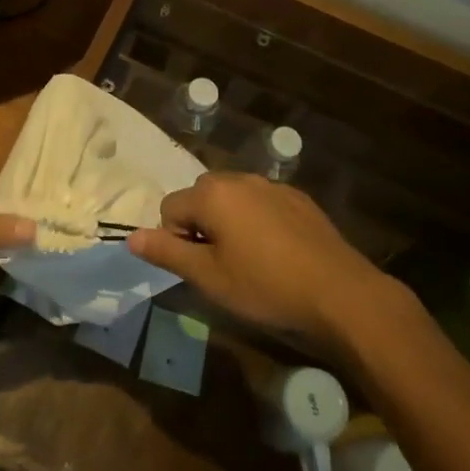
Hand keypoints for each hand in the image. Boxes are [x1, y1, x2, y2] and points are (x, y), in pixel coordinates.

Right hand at [129, 173, 389, 344]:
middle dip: (201, 226)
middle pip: (200, 197)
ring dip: (229, 222)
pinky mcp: (297, 197)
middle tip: (222, 265)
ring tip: (250, 260)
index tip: (201, 267)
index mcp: (212, 194)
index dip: (177, 240)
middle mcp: (239, 178)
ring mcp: (271, 185)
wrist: (339, 292)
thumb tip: (130, 237)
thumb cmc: (265, 286)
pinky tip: (277, 253)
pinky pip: (261, 203)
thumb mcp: (209, 277)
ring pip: (232, 199)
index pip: (170, 207)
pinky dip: (258, 221)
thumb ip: (167, 252)